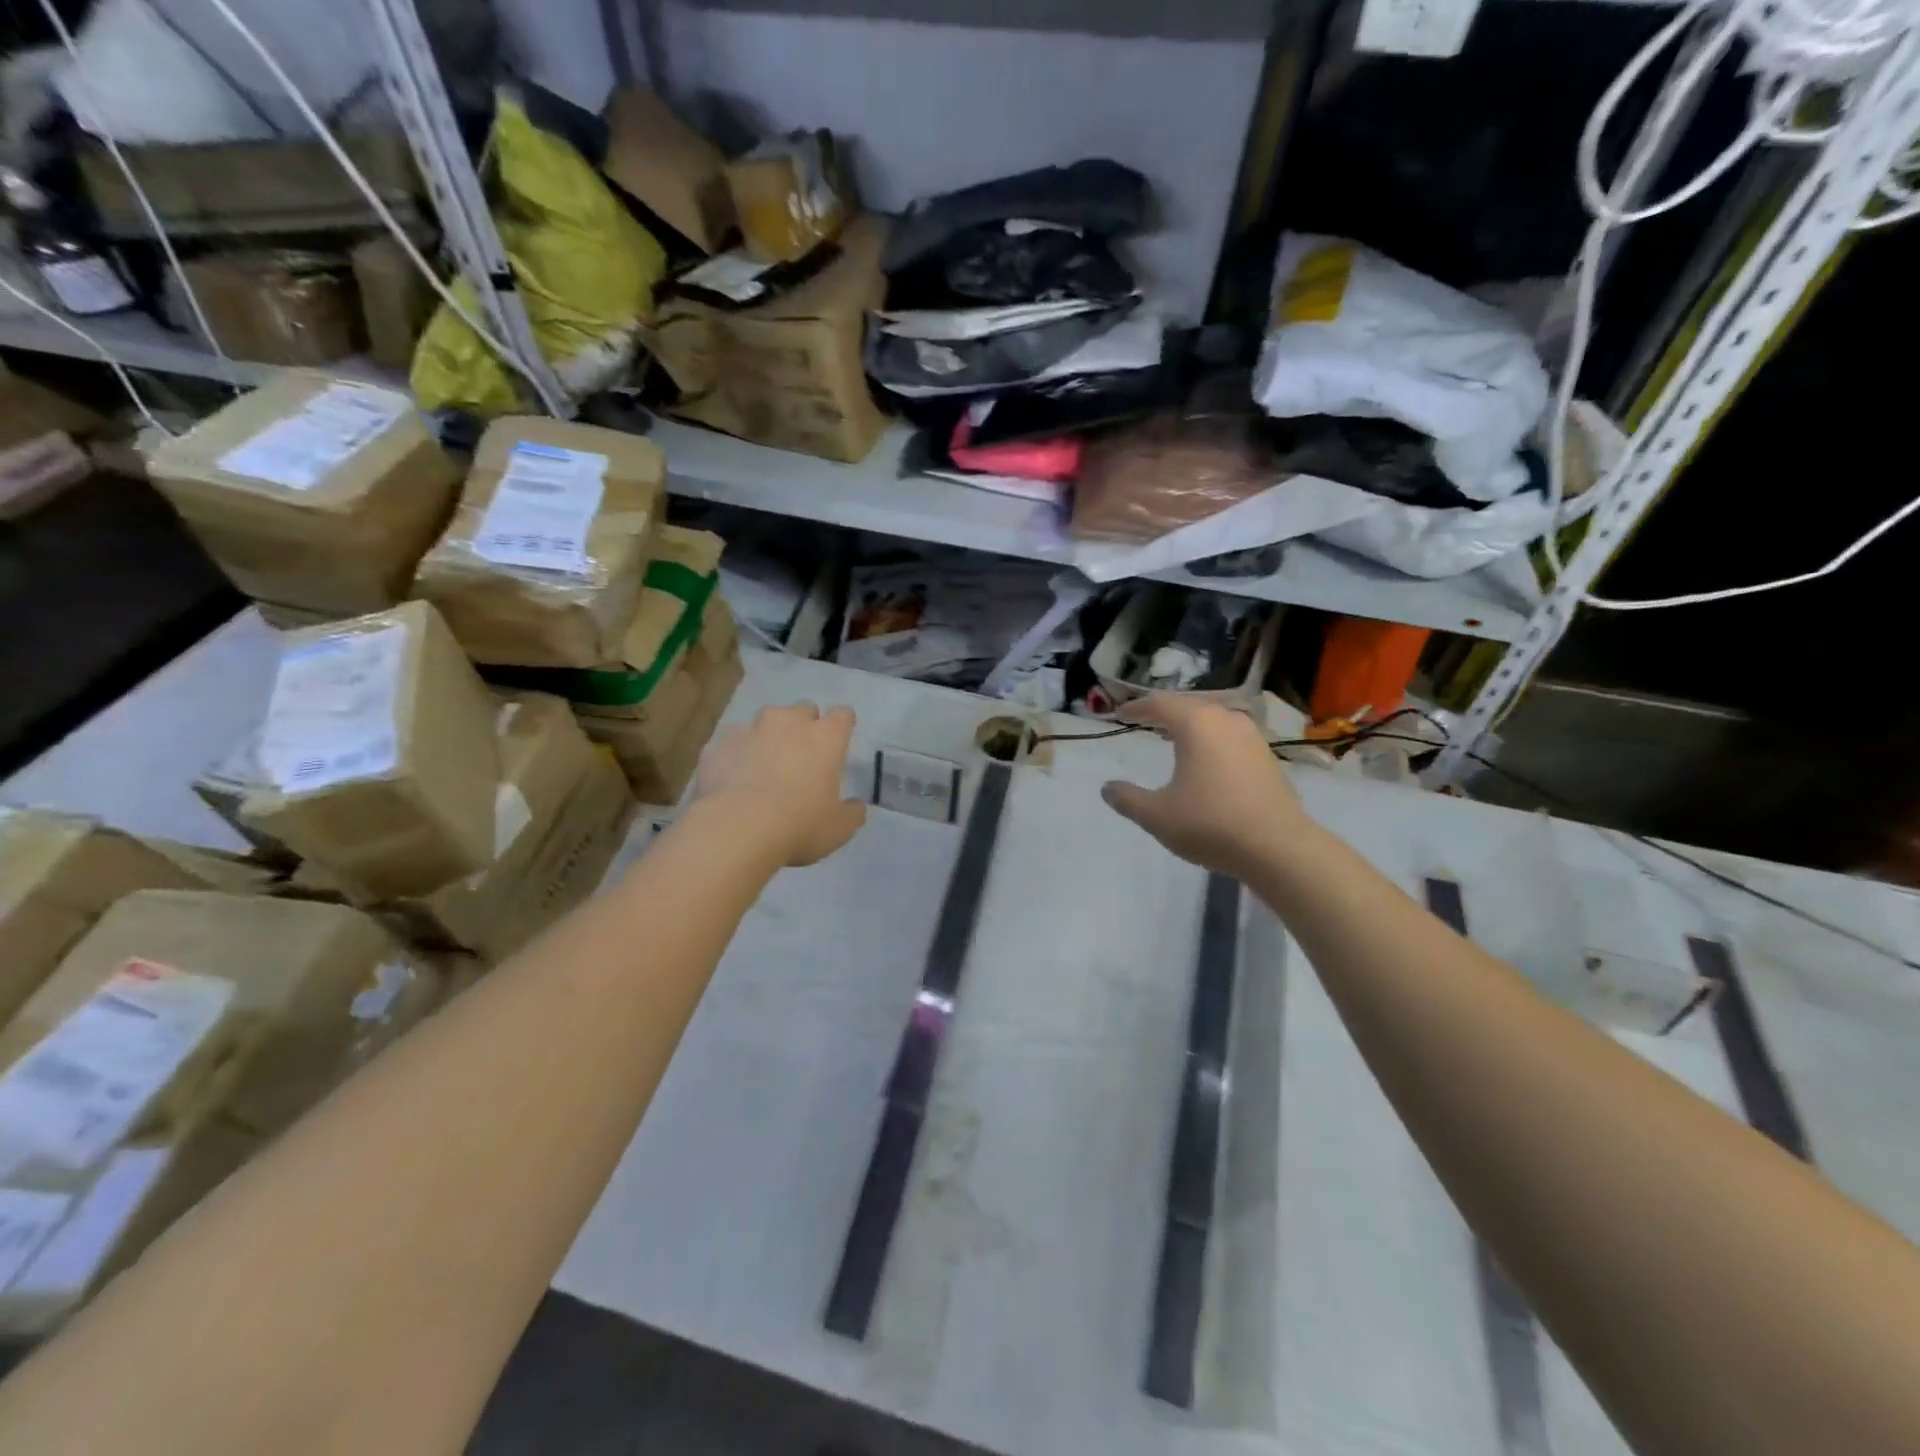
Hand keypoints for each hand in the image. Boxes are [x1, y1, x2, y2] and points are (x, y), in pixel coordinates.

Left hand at [696, 703, 867, 866]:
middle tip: (802, 757)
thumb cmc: (799, 824)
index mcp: (826, 736)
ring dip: (770, 737)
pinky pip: (733, 742)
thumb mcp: (839, 828)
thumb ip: (852, 812)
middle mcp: (789, 722)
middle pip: (804, 710)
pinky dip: (737, 754)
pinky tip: (735, 779)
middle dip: (805, 727)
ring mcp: (750, 729)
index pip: (843, 715)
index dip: (842, 726)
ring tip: (765, 766)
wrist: (736, 829)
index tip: (839, 743)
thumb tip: (856, 805)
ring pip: (765, 722)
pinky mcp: (718, 743)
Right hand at [1101, 695, 1309, 879]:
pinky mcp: (1267, 756)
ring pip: (1214, 719)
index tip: (1121, 713)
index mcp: (1196, 724)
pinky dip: (1211, 739)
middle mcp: (1226, 720)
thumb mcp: (1157, 815)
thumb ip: (1127, 799)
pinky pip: (1230, 735)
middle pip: (1189, 705)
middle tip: (1145, 720)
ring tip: (1174, 736)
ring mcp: (1252, 737)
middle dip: (1165, 711)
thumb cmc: (1210, 824)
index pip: (1160, 704)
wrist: (1278, 847)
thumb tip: (1107, 788)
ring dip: (1191, 723)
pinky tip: (1207, 759)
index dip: (1137, 707)